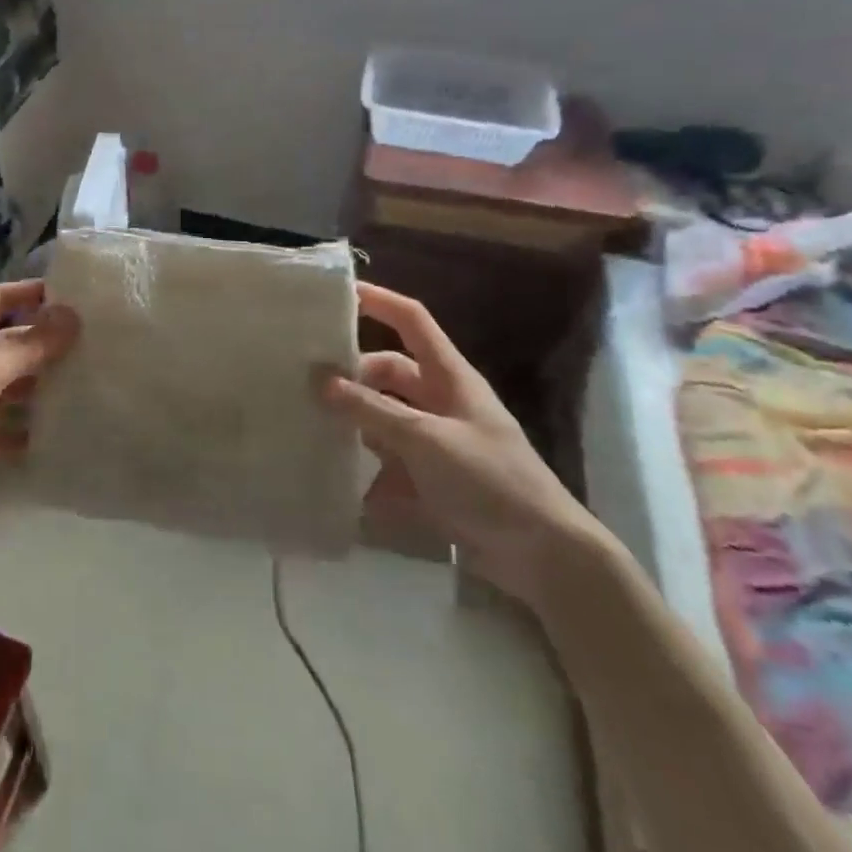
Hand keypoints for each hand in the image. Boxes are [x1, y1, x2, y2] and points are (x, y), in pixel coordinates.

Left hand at [0, 280, 79, 517]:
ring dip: (42, 383)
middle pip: (8, 343)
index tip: (71, 292)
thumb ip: (27, 346)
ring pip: (11, 384)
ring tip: (87, 379)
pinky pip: (8, 424)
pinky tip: (64, 425)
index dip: (29, 293)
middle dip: (44, 342)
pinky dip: (31, 425)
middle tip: (90, 340)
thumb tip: (71, 316)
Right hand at [319, 283, 603, 610]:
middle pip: (389, 372)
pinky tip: (337, 480)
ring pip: (383, 418)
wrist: (544, 556)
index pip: (412, 320)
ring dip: (354, 423)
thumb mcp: (425, 439)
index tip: (336, 295)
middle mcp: (441, 401)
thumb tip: (320, 381)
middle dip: (352, 376)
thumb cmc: (490, 480)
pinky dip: (365, 469)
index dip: (378, 301)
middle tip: (307, 384)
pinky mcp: (432, 479)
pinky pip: (388, 462)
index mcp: (450, 377)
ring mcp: (437, 441)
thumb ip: (371, 410)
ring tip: (310, 426)